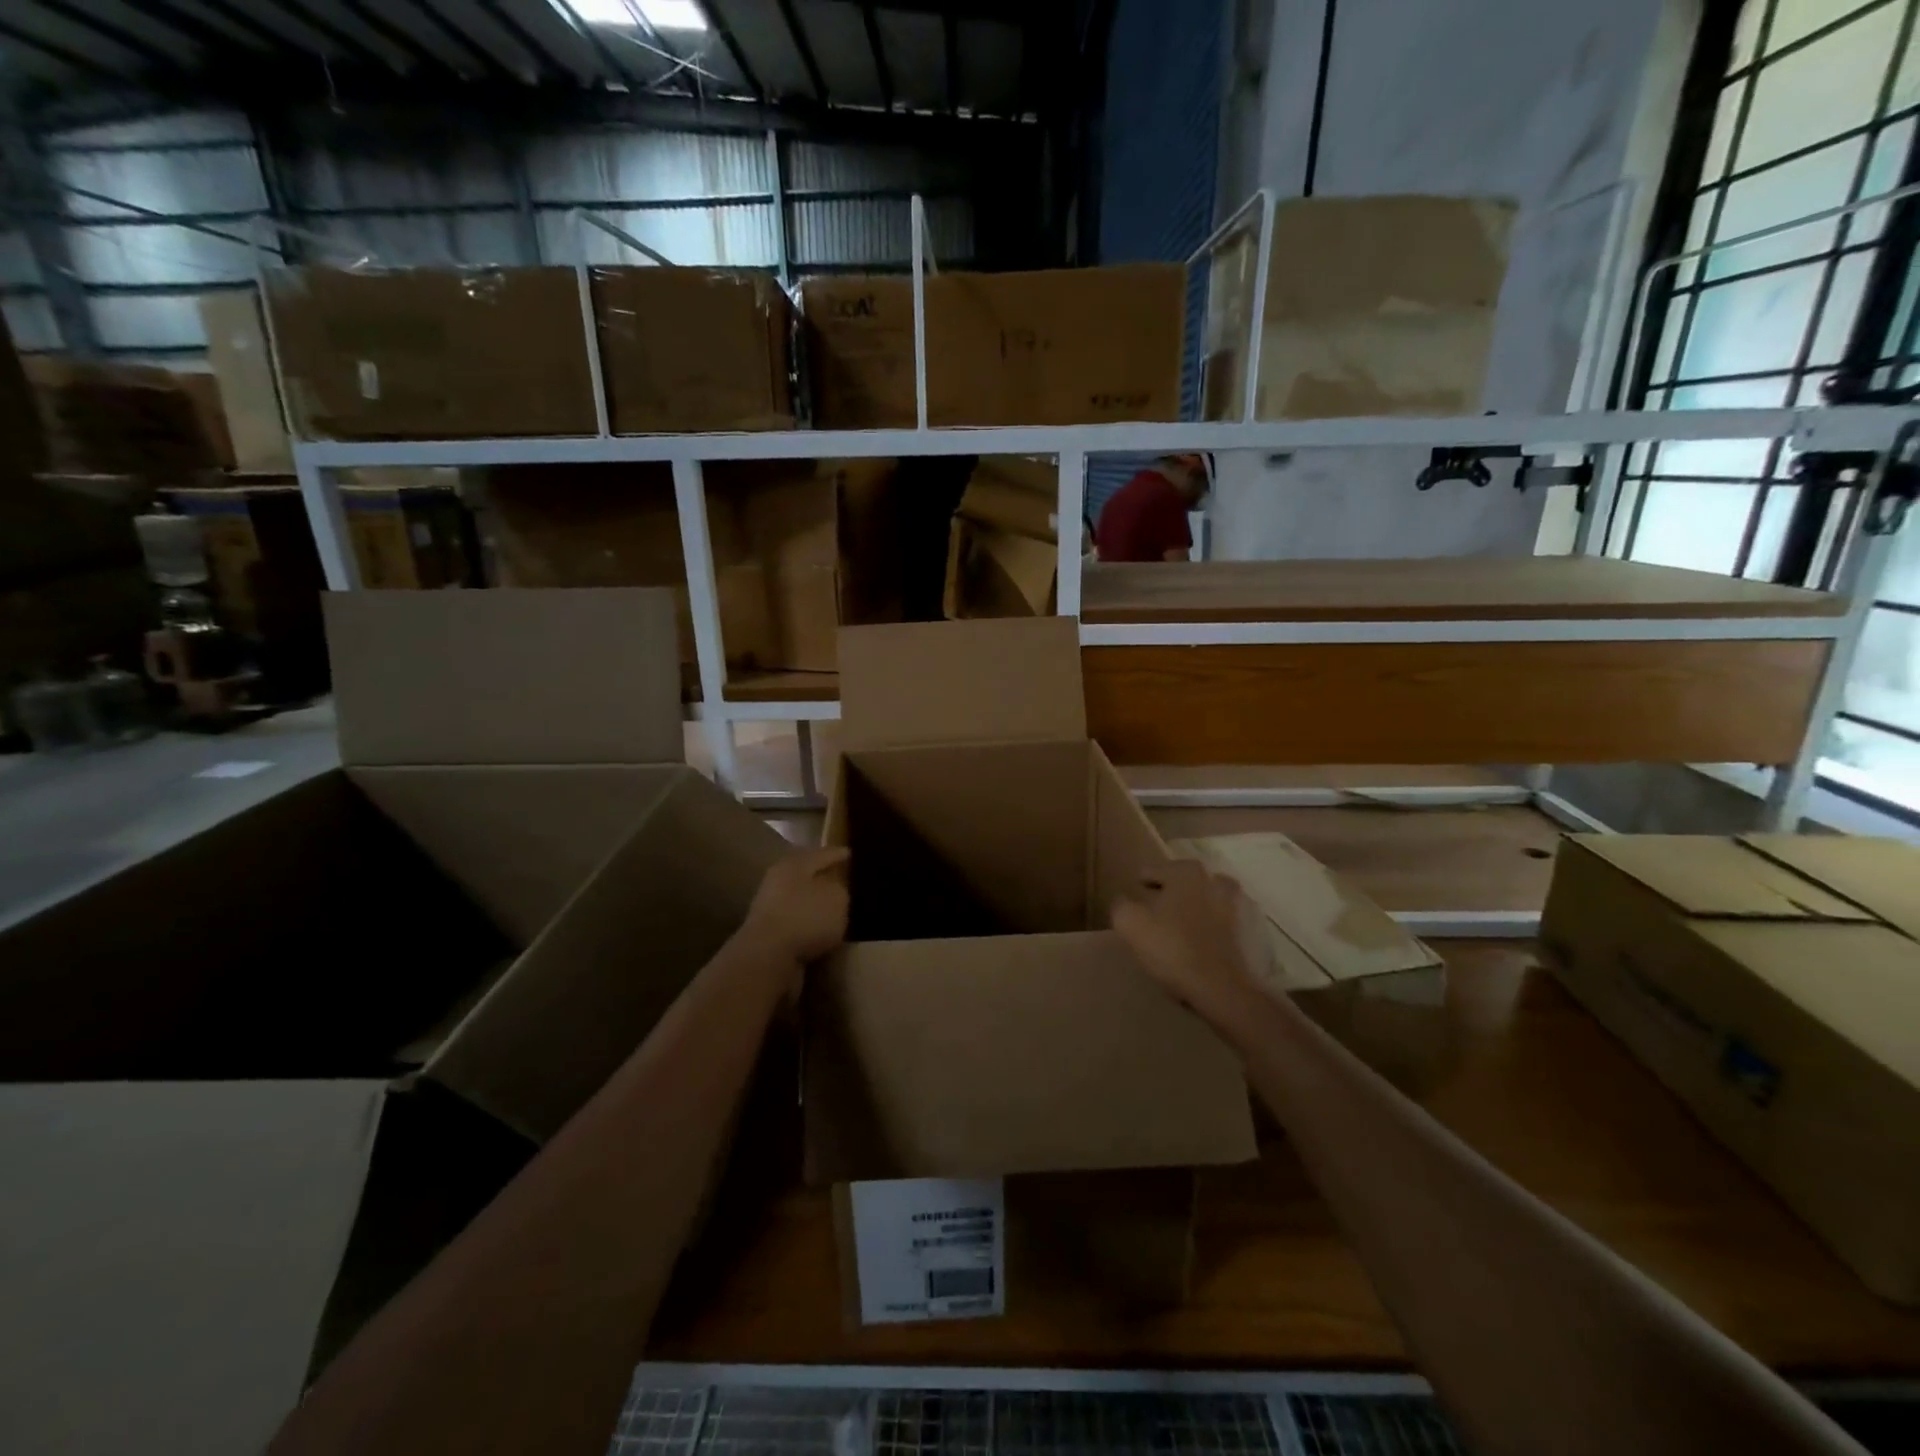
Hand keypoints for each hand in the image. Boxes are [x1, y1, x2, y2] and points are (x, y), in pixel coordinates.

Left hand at [740, 847, 849, 965]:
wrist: (767, 958)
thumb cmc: (805, 917)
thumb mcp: (836, 897)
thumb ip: (840, 887)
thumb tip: (835, 888)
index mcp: (793, 864)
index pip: (821, 854)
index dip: (838, 853)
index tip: (851, 854)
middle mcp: (777, 881)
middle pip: (805, 874)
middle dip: (823, 877)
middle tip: (843, 879)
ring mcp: (769, 908)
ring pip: (799, 899)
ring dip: (814, 903)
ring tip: (835, 908)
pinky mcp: (768, 934)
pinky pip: (795, 922)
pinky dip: (808, 923)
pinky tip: (821, 930)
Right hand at [1112, 860, 1269, 1035]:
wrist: (1220, 987)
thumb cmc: (1172, 947)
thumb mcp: (1130, 923)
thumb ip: (1121, 905)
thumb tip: (1124, 900)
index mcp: (1186, 872)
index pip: (1154, 871)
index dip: (1141, 886)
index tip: (1134, 900)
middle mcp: (1213, 879)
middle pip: (1182, 882)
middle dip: (1168, 893)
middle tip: (1153, 913)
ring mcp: (1234, 905)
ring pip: (1203, 900)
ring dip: (1190, 909)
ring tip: (1175, 928)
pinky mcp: (1247, 931)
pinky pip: (1218, 921)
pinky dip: (1207, 927)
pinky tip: (1195, 943)